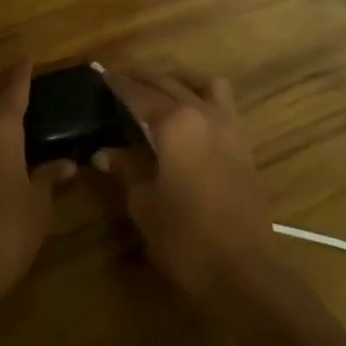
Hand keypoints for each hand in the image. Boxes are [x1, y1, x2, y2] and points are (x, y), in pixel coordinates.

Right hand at [96, 69, 279, 305]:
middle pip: (169, 83)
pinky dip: (203, 99)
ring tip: (160, 91)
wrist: (244, 270)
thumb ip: (126, 169)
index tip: (101, 75)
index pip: (139, 94)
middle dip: (143, 78)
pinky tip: (189, 119)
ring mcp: (229, 128)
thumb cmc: (185, 237)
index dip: (118, 84)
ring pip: (204, 85)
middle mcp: (203, 114)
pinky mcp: (244, 147)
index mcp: (175, 123)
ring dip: (180, 81)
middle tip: (121, 79)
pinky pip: (222, 106)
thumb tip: (104, 153)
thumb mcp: (144, 203)